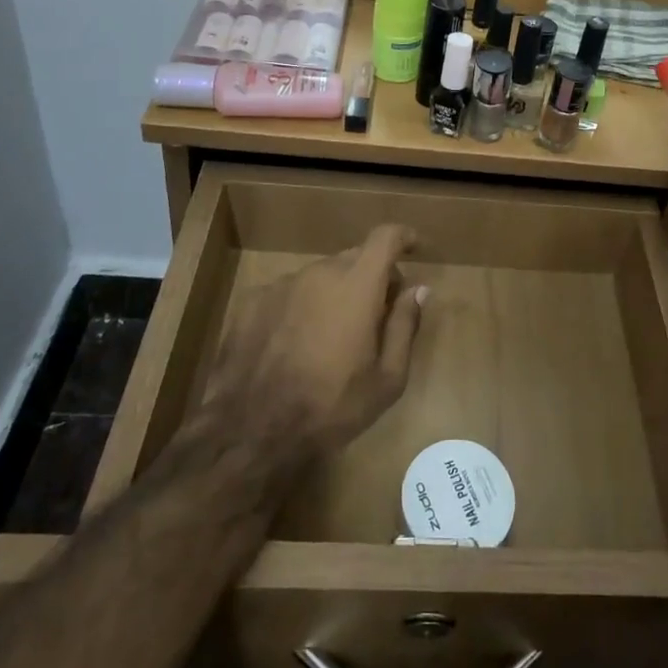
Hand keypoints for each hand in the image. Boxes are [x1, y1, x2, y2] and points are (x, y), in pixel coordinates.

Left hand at [204, 225, 424, 457]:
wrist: (249, 430)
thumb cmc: (330, 407)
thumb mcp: (386, 379)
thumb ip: (404, 325)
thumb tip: (418, 289)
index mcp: (356, 285)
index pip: (385, 238)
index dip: (403, 236)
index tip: (413, 246)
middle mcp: (319, 273)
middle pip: (354, 258)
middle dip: (372, 276)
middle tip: (377, 312)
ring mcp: (282, 284)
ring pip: (321, 276)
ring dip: (335, 293)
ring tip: (333, 335)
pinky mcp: (253, 301)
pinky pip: (290, 292)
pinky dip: (303, 306)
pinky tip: (296, 344)